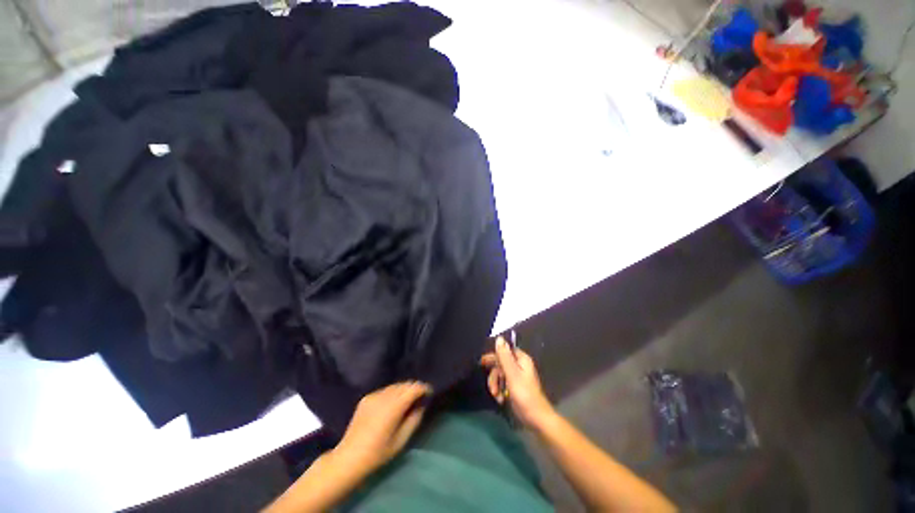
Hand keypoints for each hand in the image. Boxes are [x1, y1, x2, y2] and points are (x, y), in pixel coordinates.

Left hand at [333, 381, 431, 475]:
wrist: (349, 457)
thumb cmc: (378, 453)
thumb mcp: (401, 441)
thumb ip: (414, 420)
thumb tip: (421, 406)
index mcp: (394, 407)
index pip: (413, 388)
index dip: (423, 388)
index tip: (429, 392)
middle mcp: (384, 396)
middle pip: (404, 384)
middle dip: (413, 388)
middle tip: (419, 397)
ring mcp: (373, 396)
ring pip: (394, 386)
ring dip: (403, 390)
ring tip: (407, 400)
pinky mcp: (366, 398)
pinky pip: (384, 391)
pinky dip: (392, 394)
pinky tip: (391, 404)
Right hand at [481, 337, 554, 428]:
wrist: (535, 418)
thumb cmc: (524, 394)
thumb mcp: (511, 374)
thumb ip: (504, 356)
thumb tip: (499, 338)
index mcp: (521, 359)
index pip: (504, 350)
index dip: (494, 356)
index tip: (482, 363)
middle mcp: (519, 365)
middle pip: (500, 363)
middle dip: (494, 375)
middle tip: (491, 386)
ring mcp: (517, 376)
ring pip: (500, 374)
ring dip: (496, 385)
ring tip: (496, 395)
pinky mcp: (515, 387)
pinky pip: (502, 383)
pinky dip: (500, 390)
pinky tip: (500, 399)